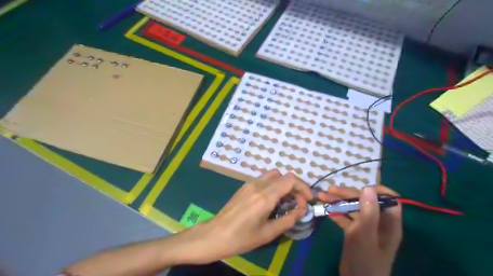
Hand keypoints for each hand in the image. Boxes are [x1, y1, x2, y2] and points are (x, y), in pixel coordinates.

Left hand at [187, 170, 313, 262]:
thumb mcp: (268, 233)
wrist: (214, 235)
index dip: (303, 187)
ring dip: (283, 185)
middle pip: (283, 175)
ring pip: (273, 175)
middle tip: (297, 202)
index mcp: (265, 196)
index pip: (290, 179)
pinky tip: (271, 201)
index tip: (307, 200)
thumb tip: (301, 210)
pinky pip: (264, 180)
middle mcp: (258, 184)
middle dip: (294, 186)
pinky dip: (273, 186)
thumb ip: (288, 219)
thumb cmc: (241, 238)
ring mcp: (249, 184)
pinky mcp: (244, 187)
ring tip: (285, 202)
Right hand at [327, 184, 401, 275]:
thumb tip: (368, 188)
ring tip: (322, 196)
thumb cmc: (366, 261)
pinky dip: (335, 212)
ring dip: (338, 201)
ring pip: (353, 208)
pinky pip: (345, 218)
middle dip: (348, 194)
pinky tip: (324, 209)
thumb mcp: (366, 235)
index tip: (360, 187)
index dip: (377, 190)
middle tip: (330, 190)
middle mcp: (378, 222)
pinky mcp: (354, 232)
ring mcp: (365, 227)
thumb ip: (368, 212)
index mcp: (388, 222)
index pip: (389, 199)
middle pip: (365, 201)